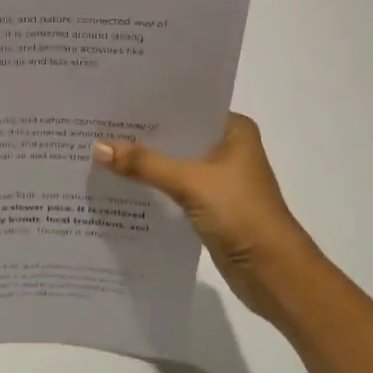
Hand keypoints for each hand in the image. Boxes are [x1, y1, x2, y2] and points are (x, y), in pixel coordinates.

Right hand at [94, 112, 321, 325]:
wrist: (274, 274)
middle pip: (177, 134)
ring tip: (100, 149)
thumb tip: (97, 147)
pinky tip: (119, 181)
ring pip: (173, 161)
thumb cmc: (241, 214)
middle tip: (97, 123)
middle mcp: (226, 147)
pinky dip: (151, 184)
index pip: (186, 106)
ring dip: (144, 161)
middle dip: (142, 133)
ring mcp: (218, 177)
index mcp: (233, 129)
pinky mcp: (208, 204)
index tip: (113, 98)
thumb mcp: (190, 183)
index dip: (151, 104)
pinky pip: (172, 186)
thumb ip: (144, 164)